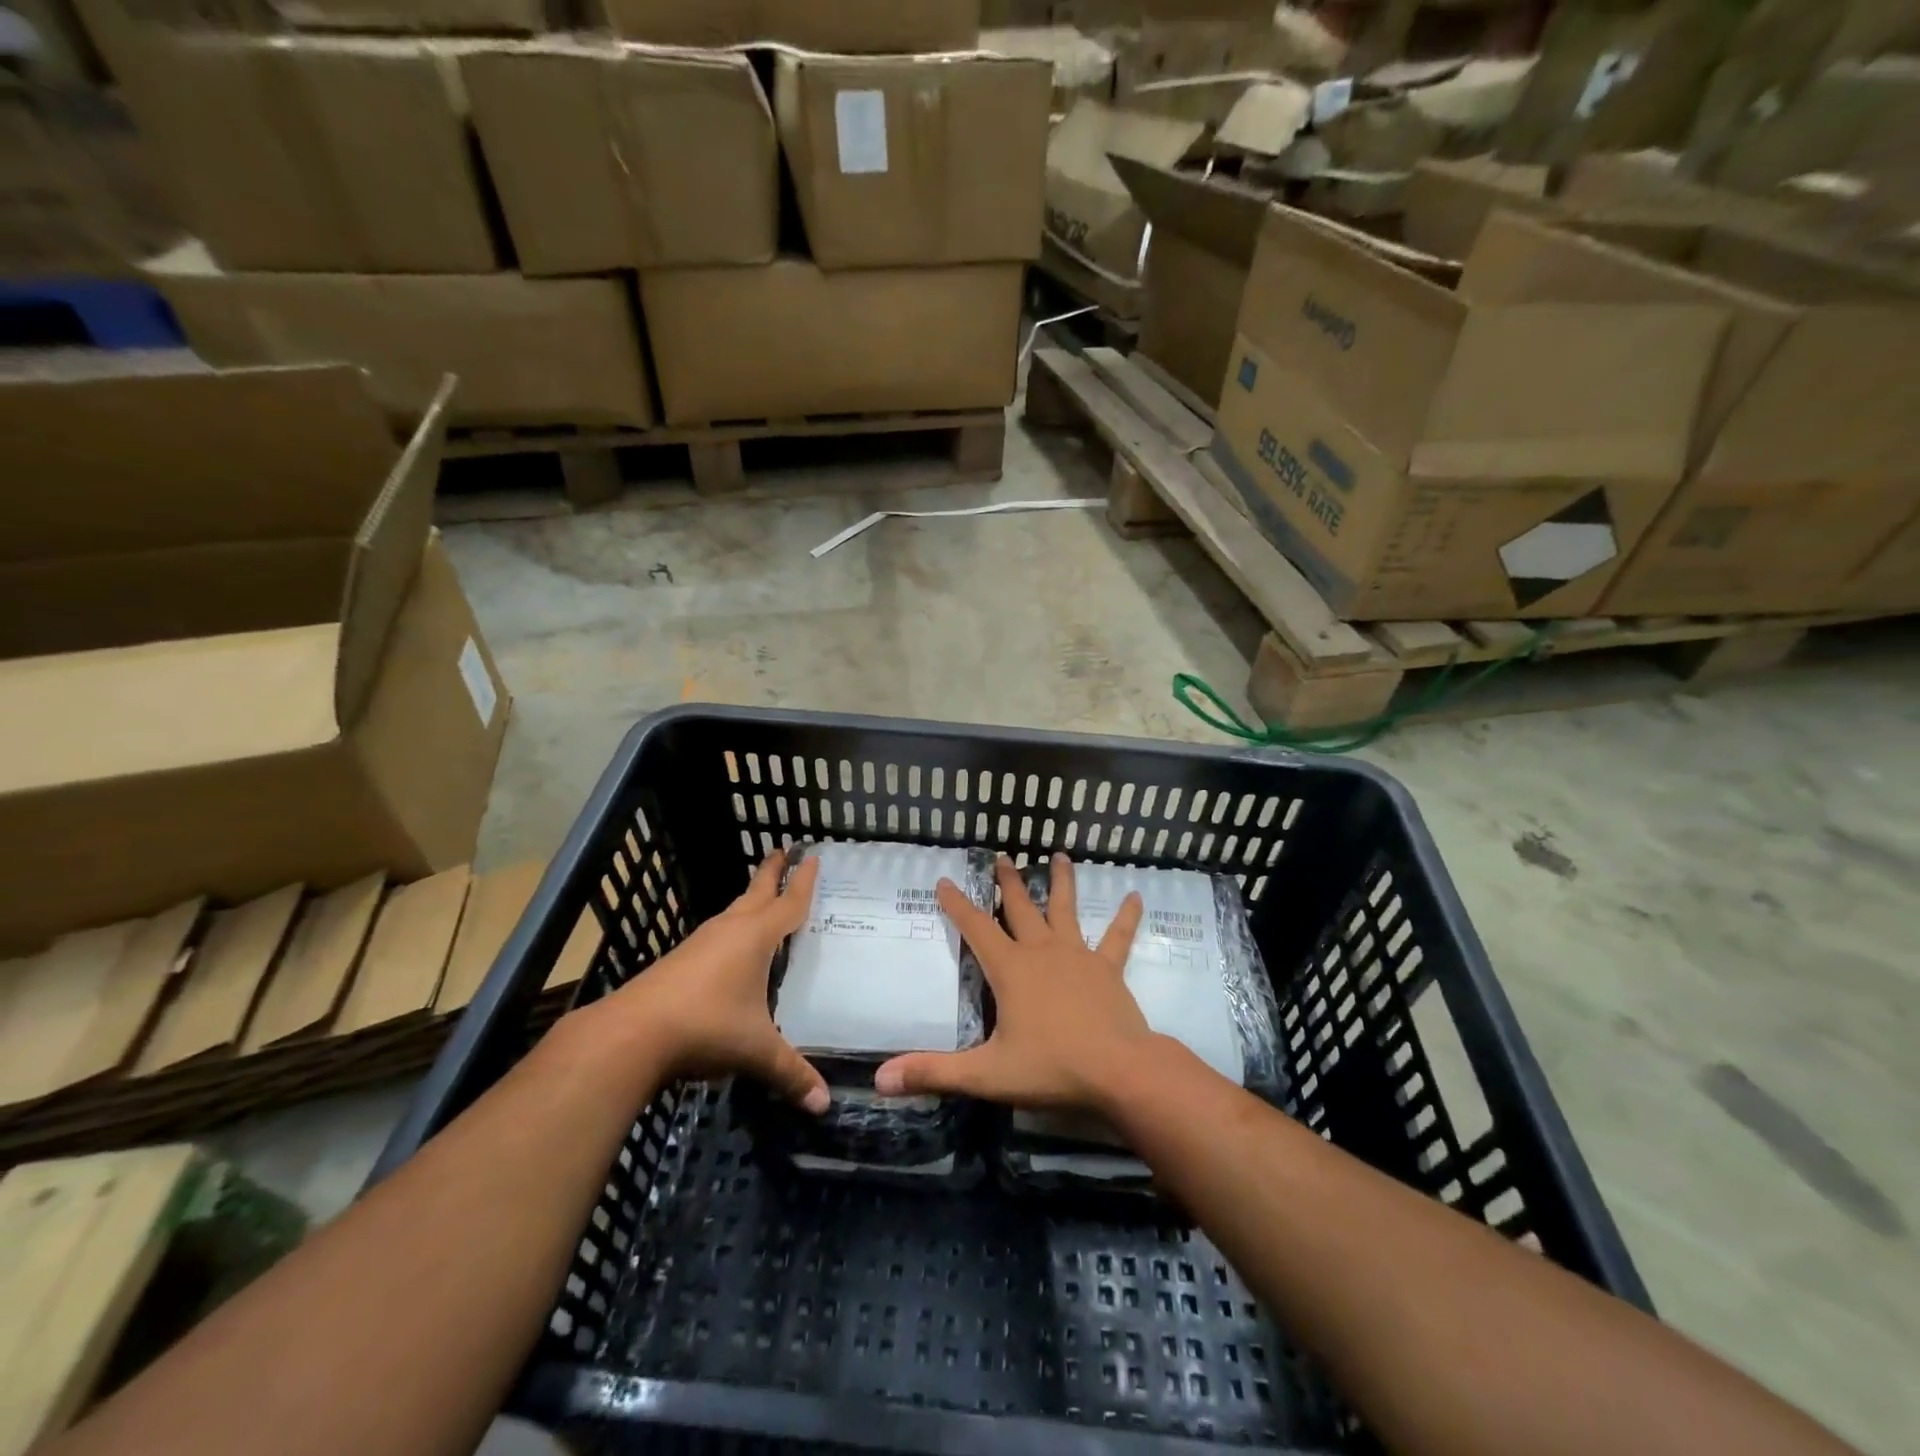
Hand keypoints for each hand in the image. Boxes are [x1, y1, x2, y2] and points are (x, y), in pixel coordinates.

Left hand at [610, 849, 828, 1112]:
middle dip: (772, 871)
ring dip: (750, 899)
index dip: (804, 882)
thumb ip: (791, 1073)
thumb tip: (824, 1105)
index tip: (813, 857)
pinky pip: (716, 933)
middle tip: (784, 849)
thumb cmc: (706, 1026)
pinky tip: (730, 947)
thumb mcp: (756, 1051)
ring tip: (762, 896)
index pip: (788, 903)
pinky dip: (732, 926)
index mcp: (755, 937)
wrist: (631, 1033)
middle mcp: (729, 930)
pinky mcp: (679, 960)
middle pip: (757, 892)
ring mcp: (700, 943)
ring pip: (733, 911)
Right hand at [875, 854, 1152, 1112]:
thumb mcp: (987, 1074)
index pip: (976, 928)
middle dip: (1009, 882)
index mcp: (1011, 969)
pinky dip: (1126, 917)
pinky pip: (1117, 937)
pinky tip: (1136, 896)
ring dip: (1062, 881)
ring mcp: (1078, 955)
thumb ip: (933, 1073)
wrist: (1119, 1071)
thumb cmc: (1052, 1067)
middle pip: (1021, 908)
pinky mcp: (1107, 969)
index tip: (944, 881)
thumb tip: (880, 1079)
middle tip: (1002, 856)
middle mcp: (1042, 951)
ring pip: (1066, 909)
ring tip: (1061, 855)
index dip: (957, 904)